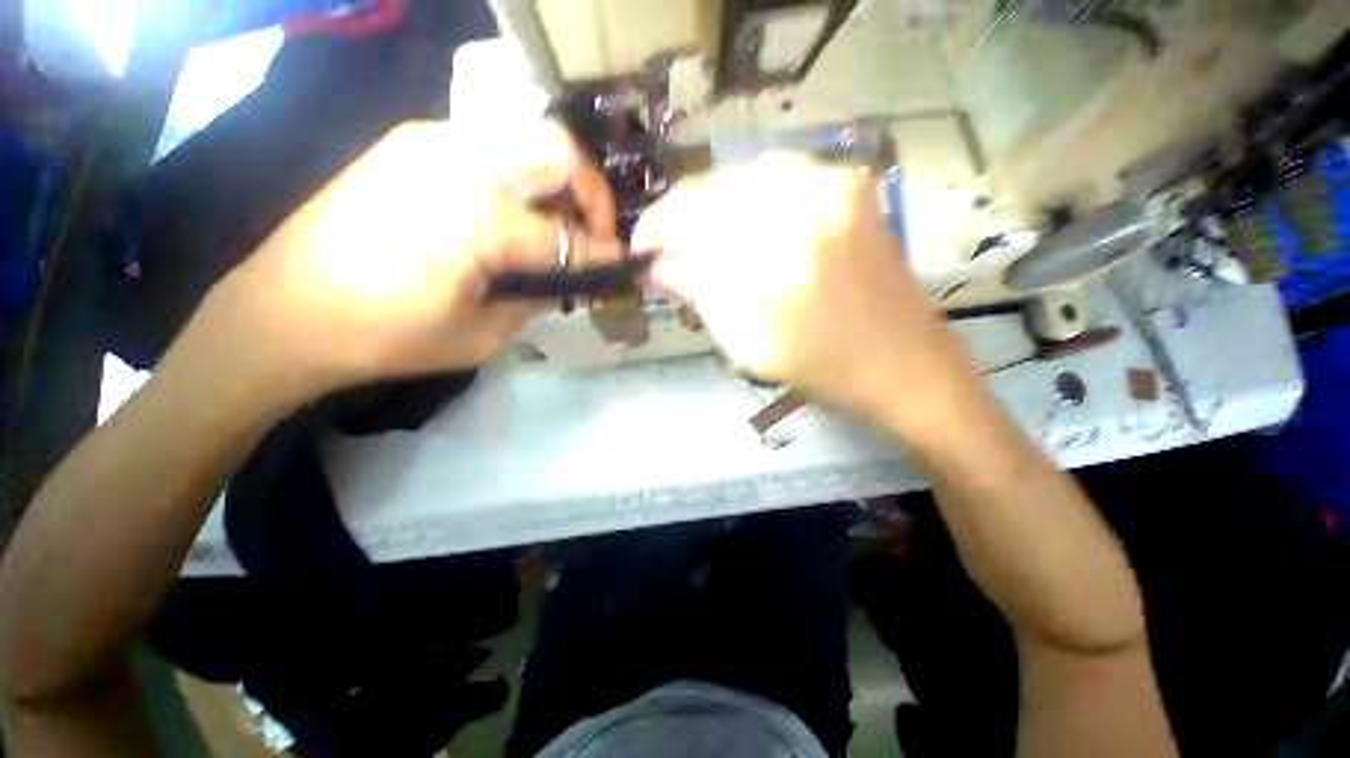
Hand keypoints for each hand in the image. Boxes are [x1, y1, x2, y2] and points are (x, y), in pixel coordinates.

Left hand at [186, 120, 617, 403]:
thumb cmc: (385, 337)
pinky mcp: (411, 142)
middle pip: (560, 152)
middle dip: (592, 195)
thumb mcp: (482, 334)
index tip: (622, 264)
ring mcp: (431, 142)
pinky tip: (511, 215)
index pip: (568, 236)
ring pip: (528, 140)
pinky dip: (519, 177)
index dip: (603, 253)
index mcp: (480, 221)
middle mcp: (461, 162)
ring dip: (557, 183)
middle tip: (592, 234)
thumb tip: (569, 278)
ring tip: (556, 228)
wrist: (283, 312)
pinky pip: (491, 147)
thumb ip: (537, 298)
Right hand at [633, 154, 986, 441]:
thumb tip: (659, 263)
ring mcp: (835, 184)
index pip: (692, 221)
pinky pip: (780, 174)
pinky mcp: (852, 185)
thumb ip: (700, 294)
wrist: (902, 361)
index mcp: (776, 258)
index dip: (657, 228)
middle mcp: (805, 204)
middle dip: (682, 218)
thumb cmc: (821, 367)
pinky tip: (742, 223)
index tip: (642, 247)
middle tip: (669, 248)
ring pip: (744, 176)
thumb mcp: (747, 345)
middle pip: (716, 189)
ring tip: (702, 239)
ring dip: (713, 206)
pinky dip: (749, 196)